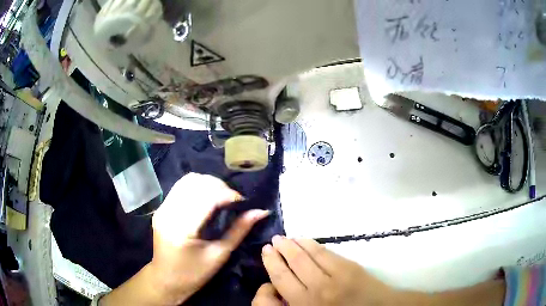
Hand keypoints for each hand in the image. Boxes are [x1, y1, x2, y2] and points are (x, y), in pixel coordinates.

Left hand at [150, 173, 268, 304]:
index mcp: (183, 229)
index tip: (243, 202)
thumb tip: (261, 212)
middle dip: (219, 186)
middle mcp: (169, 213)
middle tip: (232, 200)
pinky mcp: (161, 208)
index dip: (228, 194)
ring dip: (208, 184)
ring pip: (187, 180)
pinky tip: (206, 199)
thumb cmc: (194, 274)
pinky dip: (197, 188)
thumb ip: (239, 230)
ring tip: (221, 197)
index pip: (207, 197)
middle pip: (196, 183)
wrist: (166, 279)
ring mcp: (162, 209)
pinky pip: (180, 187)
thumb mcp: (220, 255)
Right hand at [255, 236, 395, 305]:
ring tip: (286, 238)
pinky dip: (312, 244)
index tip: (266, 252)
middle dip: (280, 250)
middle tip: (273, 241)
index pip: (281, 279)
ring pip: (308, 255)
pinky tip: (306, 241)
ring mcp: (334, 277)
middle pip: (293, 264)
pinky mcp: (349, 267)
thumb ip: (294, 301)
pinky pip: (326, 252)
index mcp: (304, 304)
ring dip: (294, 244)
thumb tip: (281, 283)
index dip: (271, 263)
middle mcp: (316, 290)